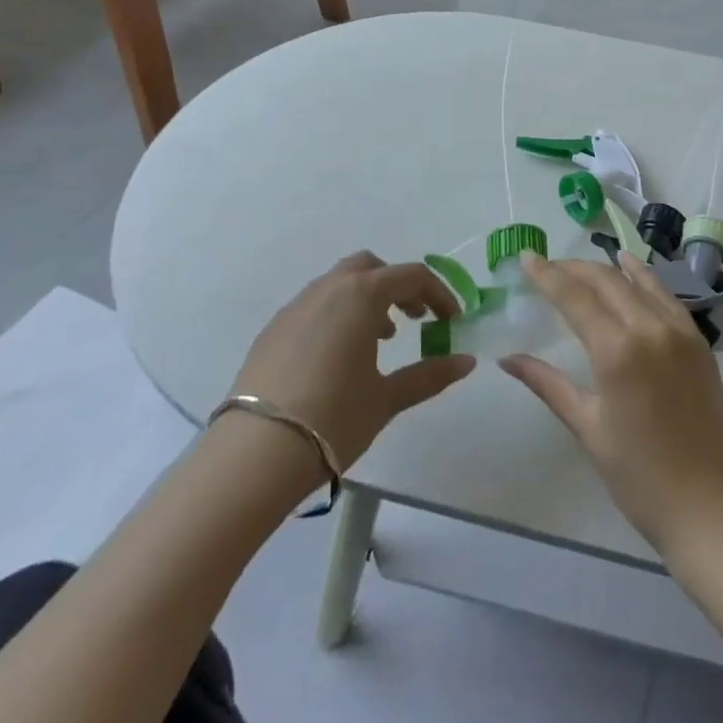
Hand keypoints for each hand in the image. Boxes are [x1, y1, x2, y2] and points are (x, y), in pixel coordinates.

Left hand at [230, 252, 475, 468]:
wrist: (255, 454)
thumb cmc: (333, 419)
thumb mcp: (387, 398)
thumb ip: (430, 375)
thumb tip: (467, 361)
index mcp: (361, 295)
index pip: (411, 277)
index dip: (438, 294)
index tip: (451, 321)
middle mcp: (328, 289)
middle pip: (371, 267)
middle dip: (397, 286)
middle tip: (413, 320)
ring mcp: (295, 306)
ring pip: (339, 283)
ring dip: (366, 300)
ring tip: (378, 340)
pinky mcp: (273, 329)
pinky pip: (314, 305)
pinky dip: (337, 315)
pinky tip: (337, 357)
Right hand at [501, 251, 722, 551]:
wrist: (709, 507)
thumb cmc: (638, 477)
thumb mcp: (587, 427)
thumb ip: (548, 384)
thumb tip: (507, 359)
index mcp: (617, 351)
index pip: (575, 297)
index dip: (547, 275)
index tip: (526, 257)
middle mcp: (649, 328)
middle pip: (605, 281)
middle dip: (572, 269)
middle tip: (546, 267)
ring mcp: (679, 331)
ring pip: (637, 281)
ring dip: (605, 269)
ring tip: (579, 266)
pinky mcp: (698, 341)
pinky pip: (665, 296)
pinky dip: (643, 277)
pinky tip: (630, 266)